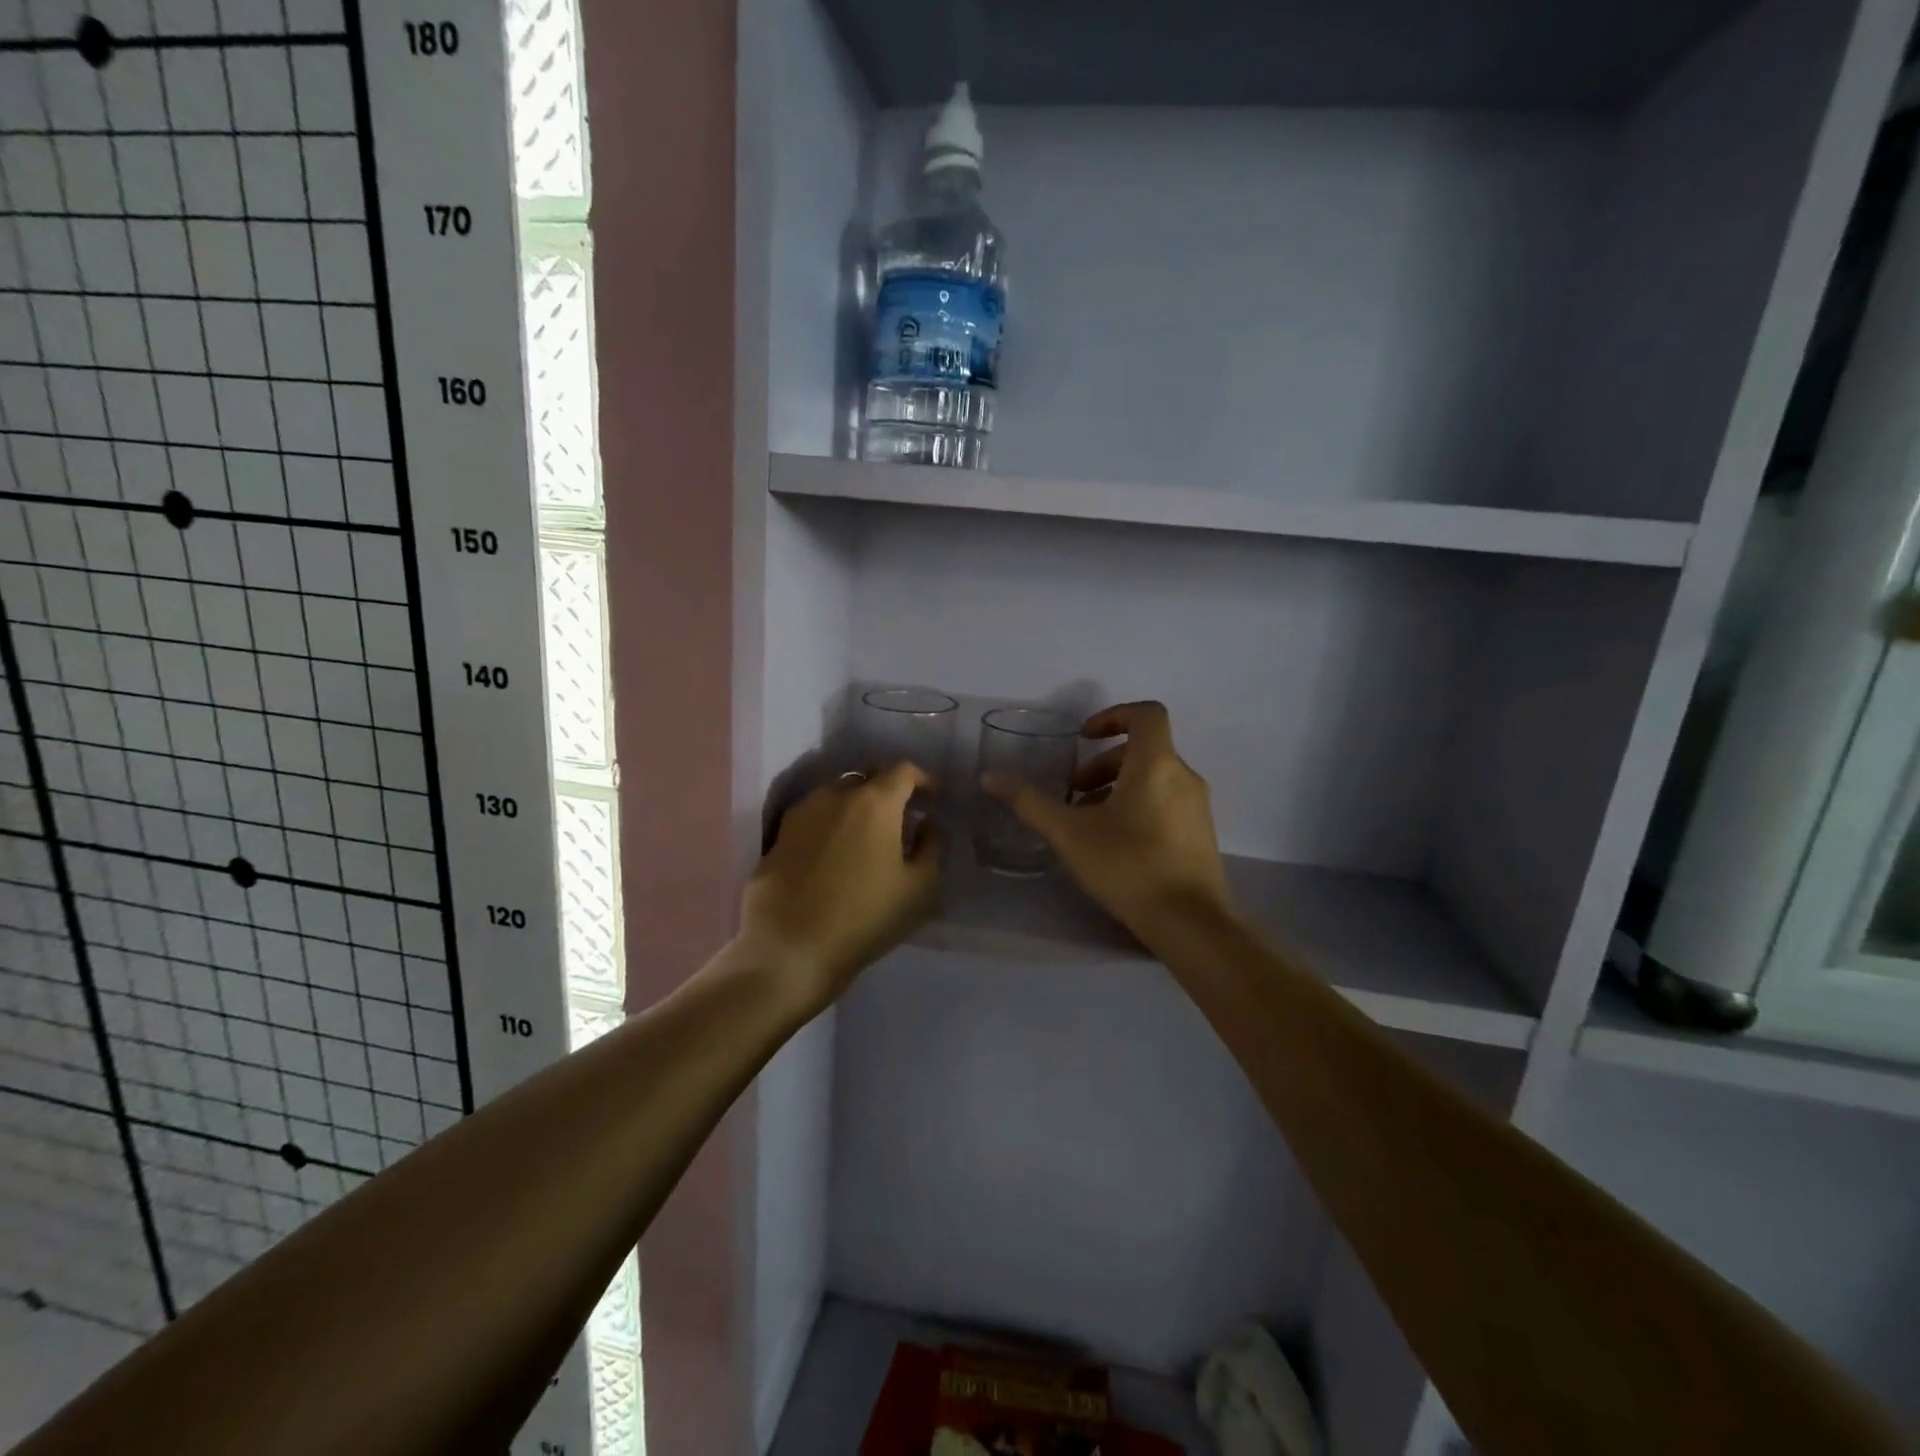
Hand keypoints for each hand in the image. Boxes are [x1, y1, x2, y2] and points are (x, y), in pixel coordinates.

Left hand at [739, 762, 941, 1009]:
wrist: (789, 948)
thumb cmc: (865, 916)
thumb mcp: (918, 888)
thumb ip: (931, 846)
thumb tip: (927, 823)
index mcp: (875, 802)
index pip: (902, 770)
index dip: (922, 780)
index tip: (932, 799)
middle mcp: (835, 795)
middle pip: (867, 778)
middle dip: (887, 791)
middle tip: (900, 819)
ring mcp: (802, 812)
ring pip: (836, 795)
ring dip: (856, 806)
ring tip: (865, 836)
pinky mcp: (779, 835)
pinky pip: (813, 816)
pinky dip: (830, 823)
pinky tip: (834, 852)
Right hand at [984, 701, 1233, 940]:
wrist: (1191, 923)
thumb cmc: (1128, 866)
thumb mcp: (1069, 833)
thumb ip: (1029, 802)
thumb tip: (989, 777)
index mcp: (1156, 763)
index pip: (1146, 714)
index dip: (1113, 716)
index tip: (1084, 739)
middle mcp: (1183, 775)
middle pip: (1143, 749)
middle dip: (1103, 764)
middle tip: (1073, 792)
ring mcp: (1197, 805)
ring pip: (1154, 778)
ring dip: (1118, 787)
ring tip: (1088, 821)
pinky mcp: (1201, 832)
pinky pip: (1167, 801)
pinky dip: (1139, 805)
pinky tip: (1115, 843)